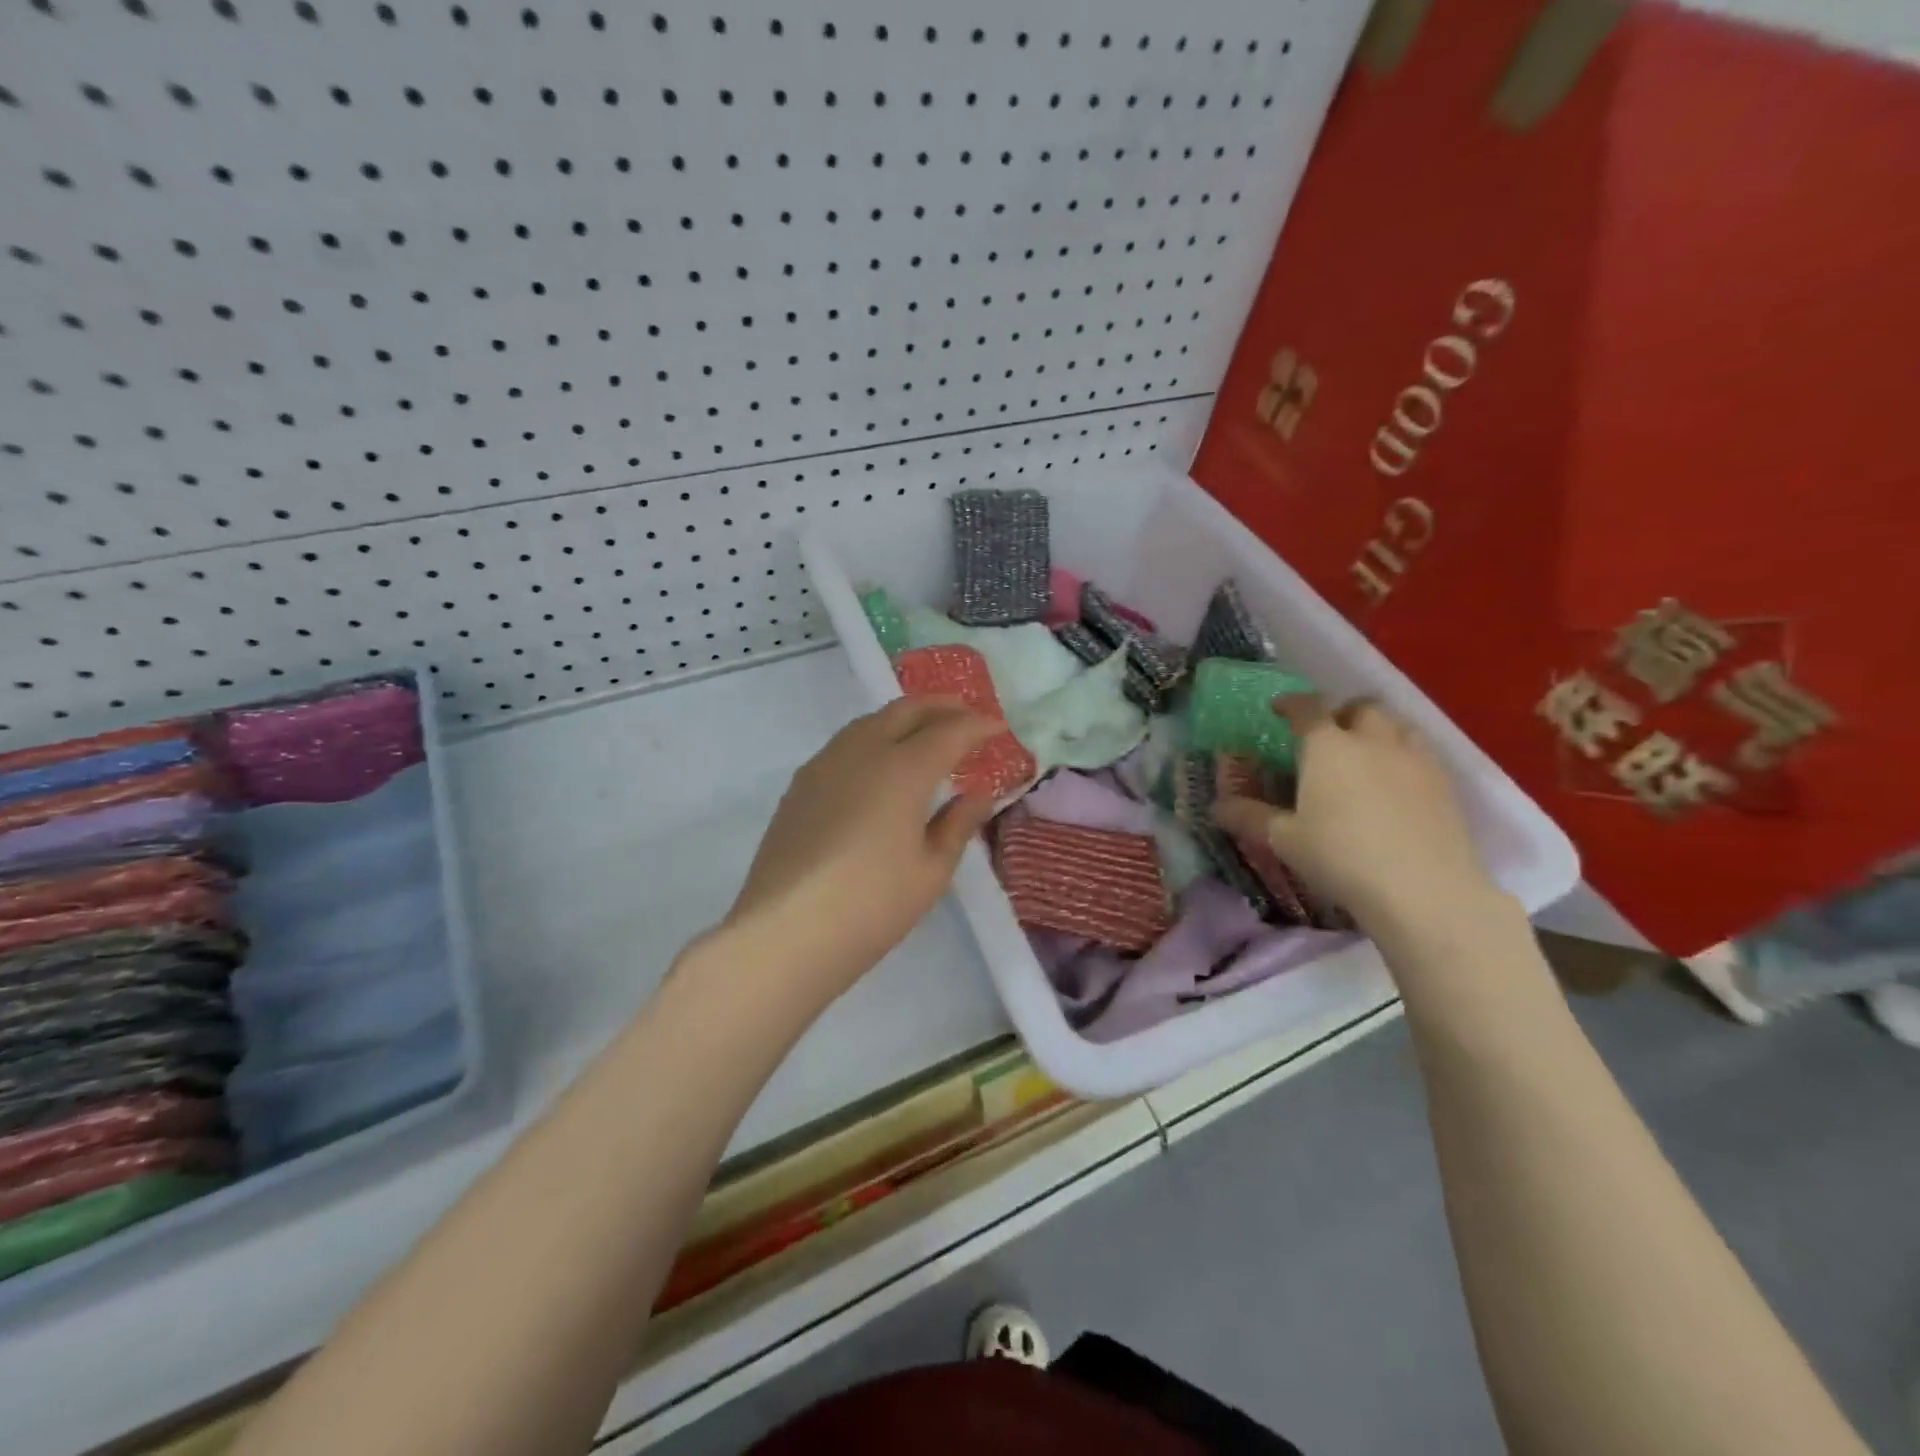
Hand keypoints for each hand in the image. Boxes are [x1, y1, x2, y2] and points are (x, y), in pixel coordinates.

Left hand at [724, 697, 1000, 994]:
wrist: (785, 932)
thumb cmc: (872, 904)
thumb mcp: (931, 870)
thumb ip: (958, 824)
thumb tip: (978, 795)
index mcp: (904, 768)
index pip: (950, 731)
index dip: (978, 725)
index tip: (999, 727)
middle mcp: (863, 752)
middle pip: (906, 711)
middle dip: (941, 706)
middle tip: (966, 715)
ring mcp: (825, 764)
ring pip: (870, 722)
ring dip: (904, 718)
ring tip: (925, 733)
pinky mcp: (800, 785)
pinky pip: (845, 744)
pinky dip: (873, 738)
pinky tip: (879, 764)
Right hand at [1214, 695, 1502, 934]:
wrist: (1423, 890)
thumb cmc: (1340, 857)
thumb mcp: (1284, 840)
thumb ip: (1249, 817)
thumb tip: (1216, 807)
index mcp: (1327, 746)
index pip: (1307, 708)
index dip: (1291, 704)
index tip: (1279, 710)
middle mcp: (1372, 740)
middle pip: (1361, 707)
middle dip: (1342, 713)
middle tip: (1327, 736)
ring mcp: (1414, 759)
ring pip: (1398, 725)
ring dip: (1377, 731)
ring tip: (1364, 756)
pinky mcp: (1445, 784)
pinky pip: (1421, 754)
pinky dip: (1403, 757)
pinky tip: (1395, 786)